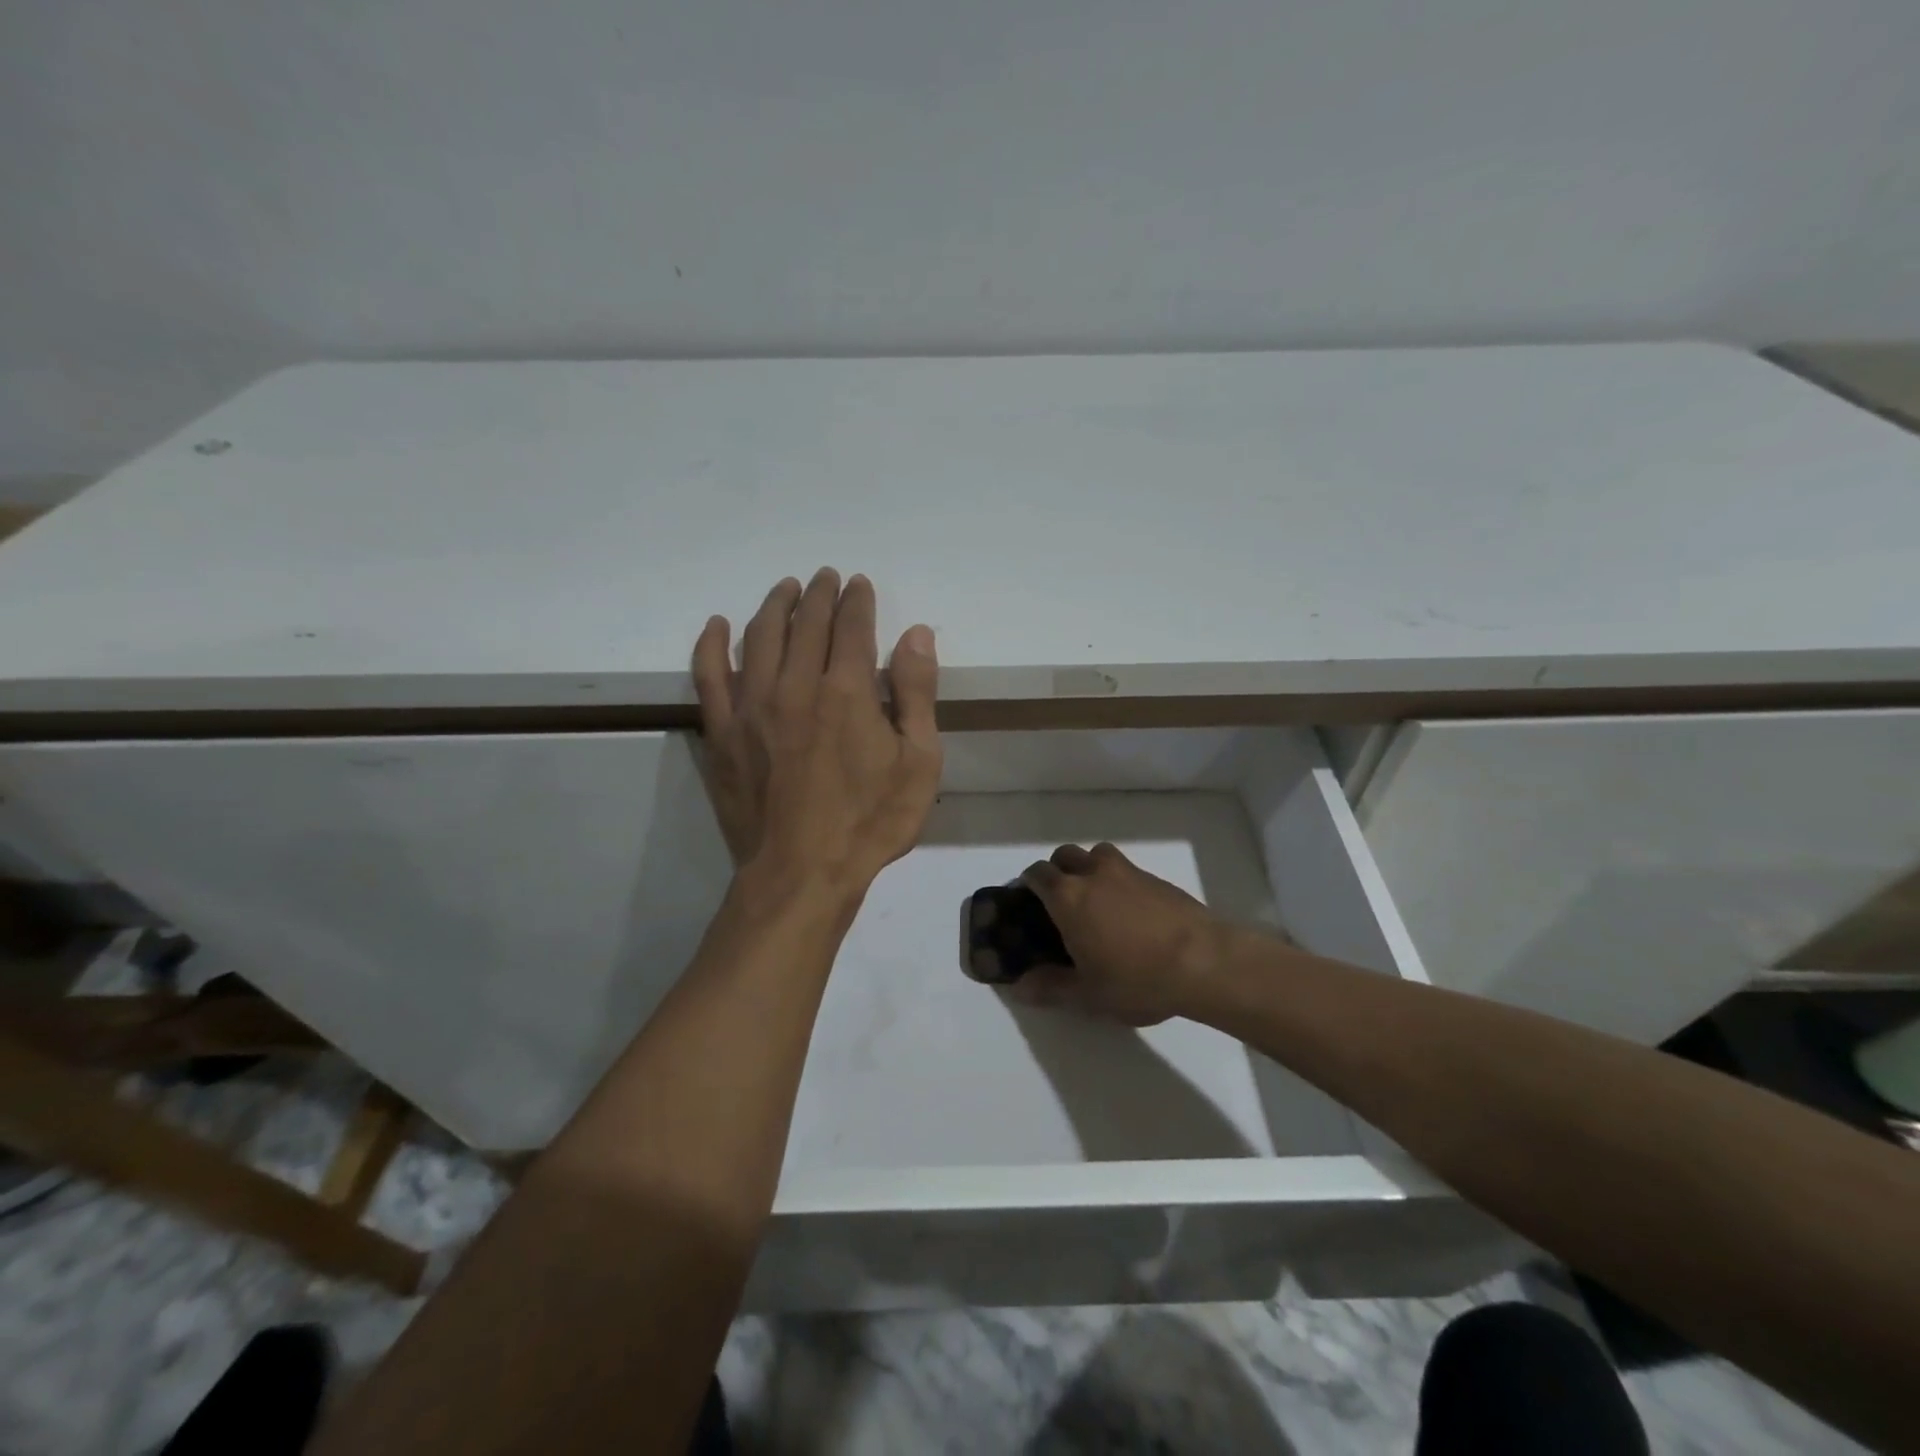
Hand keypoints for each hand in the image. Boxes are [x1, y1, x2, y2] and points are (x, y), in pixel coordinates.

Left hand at [692, 569, 941, 904]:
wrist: (801, 874)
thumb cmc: (869, 822)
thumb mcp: (919, 763)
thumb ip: (917, 694)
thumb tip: (917, 634)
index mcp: (847, 691)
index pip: (851, 626)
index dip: (857, 600)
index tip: (859, 584)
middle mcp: (795, 685)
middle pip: (806, 623)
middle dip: (819, 594)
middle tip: (825, 578)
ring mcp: (751, 707)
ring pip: (759, 637)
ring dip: (774, 606)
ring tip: (785, 589)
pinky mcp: (721, 732)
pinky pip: (709, 675)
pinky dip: (711, 645)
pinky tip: (717, 626)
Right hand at [1010, 843, 1228, 1025]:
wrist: (1204, 962)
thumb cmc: (1136, 979)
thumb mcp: (1088, 995)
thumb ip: (1050, 988)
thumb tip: (1019, 987)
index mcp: (1068, 897)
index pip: (1037, 874)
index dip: (1028, 884)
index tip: (1027, 903)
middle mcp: (1094, 874)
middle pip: (1065, 855)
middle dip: (1057, 871)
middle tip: (1061, 902)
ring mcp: (1128, 871)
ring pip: (1097, 854)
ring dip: (1089, 867)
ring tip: (1096, 899)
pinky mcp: (1156, 878)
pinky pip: (1126, 868)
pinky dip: (1118, 880)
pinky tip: (1129, 912)